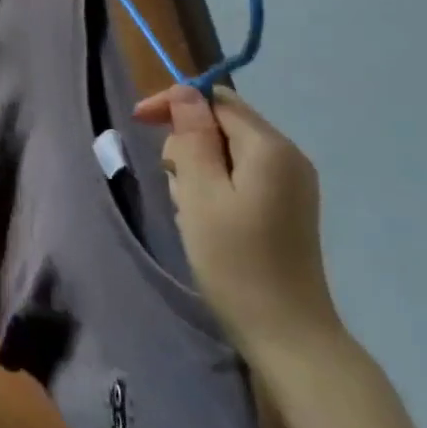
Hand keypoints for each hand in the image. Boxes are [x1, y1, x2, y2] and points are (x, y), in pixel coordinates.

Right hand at [133, 85, 342, 365]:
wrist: (287, 335)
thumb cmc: (236, 261)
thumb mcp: (201, 193)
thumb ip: (192, 137)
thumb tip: (185, 93)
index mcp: (270, 148)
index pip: (214, 99)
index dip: (174, 104)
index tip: (137, 121)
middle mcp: (287, 157)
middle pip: (220, 123)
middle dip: (186, 145)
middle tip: (176, 186)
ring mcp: (289, 184)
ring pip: (224, 151)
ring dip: (196, 170)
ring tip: (191, 211)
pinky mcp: (284, 207)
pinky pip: (237, 175)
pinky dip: (212, 187)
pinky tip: (205, 219)